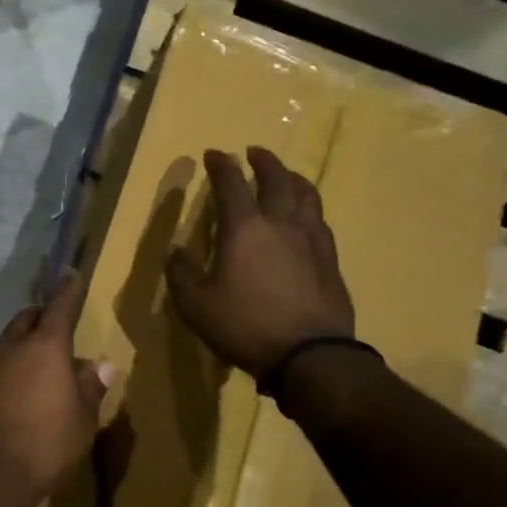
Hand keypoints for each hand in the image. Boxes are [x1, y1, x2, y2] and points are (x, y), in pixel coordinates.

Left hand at [0, 272, 112, 506]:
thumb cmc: (45, 448)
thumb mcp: (82, 423)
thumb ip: (89, 389)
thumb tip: (98, 365)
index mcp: (45, 349)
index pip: (59, 307)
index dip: (67, 290)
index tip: (70, 274)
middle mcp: (9, 349)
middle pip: (25, 320)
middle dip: (40, 318)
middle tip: (52, 326)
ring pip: (3, 347)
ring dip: (18, 350)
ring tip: (32, 369)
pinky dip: (0, 376)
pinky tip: (6, 399)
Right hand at [165, 147, 354, 379]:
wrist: (310, 354)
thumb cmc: (244, 325)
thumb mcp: (195, 305)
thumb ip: (181, 273)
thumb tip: (176, 251)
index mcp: (244, 228)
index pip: (230, 184)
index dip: (220, 165)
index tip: (213, 153)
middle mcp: (281, 223)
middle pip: (276, 179)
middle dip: (263, 161)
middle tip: (253, 152)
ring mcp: (311, 239)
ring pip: (305, 194)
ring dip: (292, 178)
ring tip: (285, 175)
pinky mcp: (330, 259)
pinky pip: (320, 220)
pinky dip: (308, 207)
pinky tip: (306, 217)